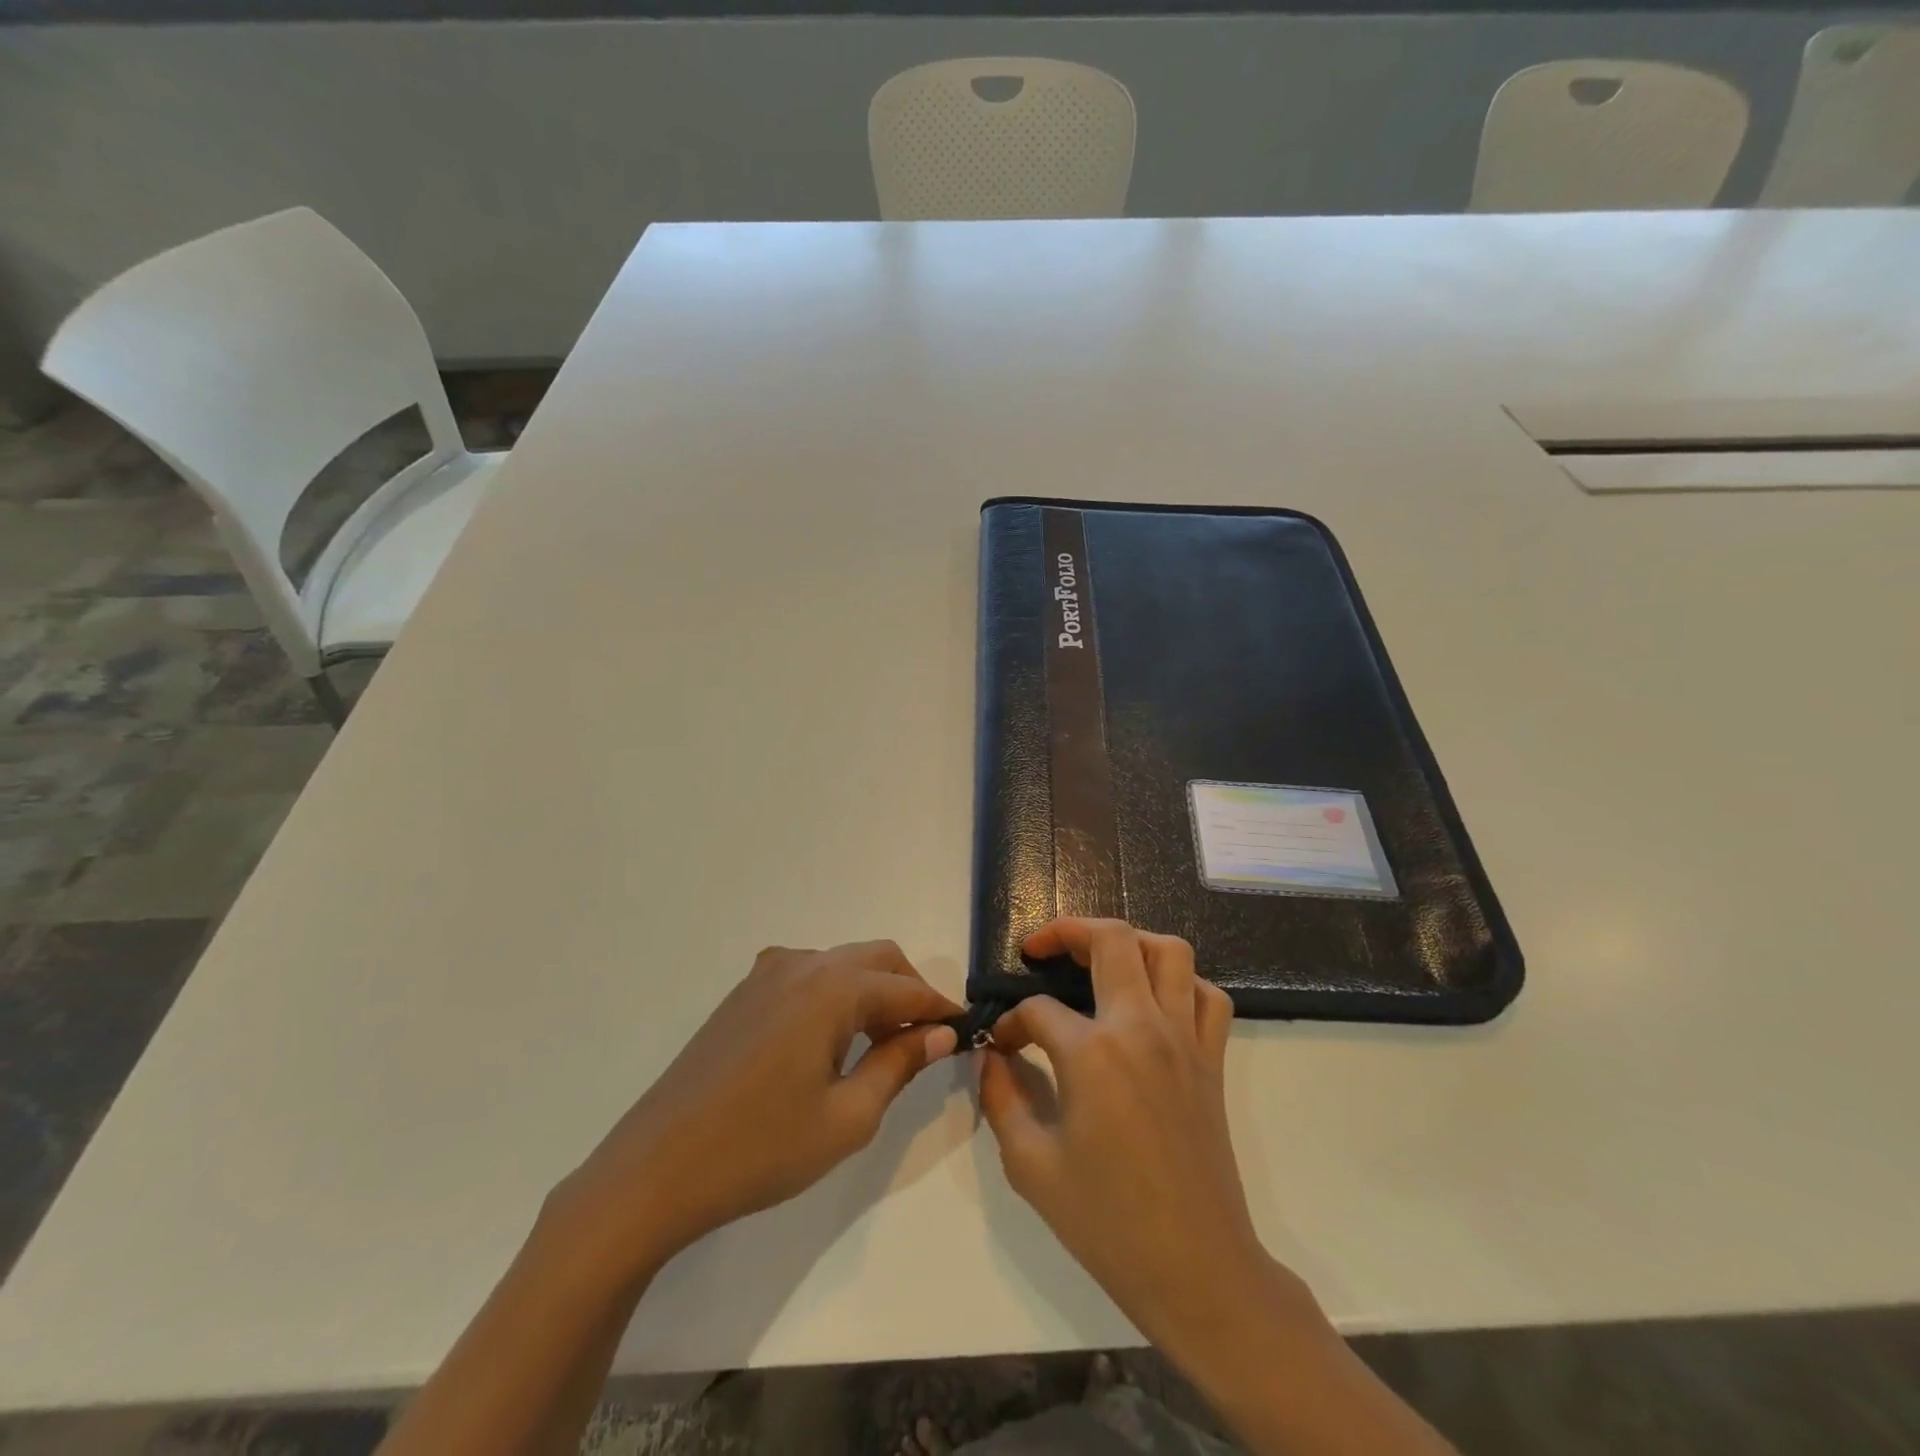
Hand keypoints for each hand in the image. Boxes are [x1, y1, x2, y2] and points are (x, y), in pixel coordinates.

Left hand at [552, 941, 958, 1277]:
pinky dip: (838, 995)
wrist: (654, 1170)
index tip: (967, 1032)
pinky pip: (809, 976)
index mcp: (831, 987)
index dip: (940, 1010)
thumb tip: (939, 1033)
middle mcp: (801, 964)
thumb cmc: (760, 1148)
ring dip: (873, 991)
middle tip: (926, 1041)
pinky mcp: (744, 993)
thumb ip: (899, 1064)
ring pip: (843, 964)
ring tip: (883, 1046)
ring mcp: (767, 973)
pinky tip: (832, 1041)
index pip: (906, 988)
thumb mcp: (847, 1117)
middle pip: (877, 959)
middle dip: (910, 991)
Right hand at [977, 919, 1298, 1354]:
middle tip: (1041, 948)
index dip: (1011, 1023)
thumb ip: (1001, 1099)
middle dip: (1067, 930)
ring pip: (1169, 951)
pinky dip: (1182, 983)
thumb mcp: (1031, 1166)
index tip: (1001, 1046)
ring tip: (1099, 959)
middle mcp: (1141, 1028)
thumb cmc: (1107, 1223)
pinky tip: (1155, 1001)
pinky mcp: (1212, 1059)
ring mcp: (1184, 1039)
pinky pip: (1208, 995)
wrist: (1197, 1270)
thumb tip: (992, 1058)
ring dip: (1130, 941)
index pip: (1039, 1010)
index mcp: (1093, 1054)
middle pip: (1110, 940)